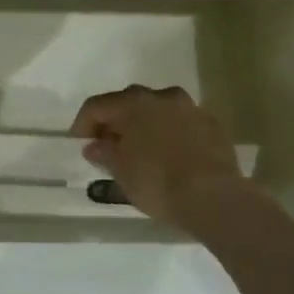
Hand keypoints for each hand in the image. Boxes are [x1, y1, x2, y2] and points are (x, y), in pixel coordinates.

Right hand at [69, 85, 248, 228]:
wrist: (214, 197)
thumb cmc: (158, 182)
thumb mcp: (121, 172)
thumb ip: (104, 153)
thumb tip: (95, 145)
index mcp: (134, 103)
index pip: (97, 105)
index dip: (83, 123)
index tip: (78, 142)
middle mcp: (162, 96)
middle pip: (129, 103)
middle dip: (115, 122)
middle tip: (107, 145)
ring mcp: (191, 108)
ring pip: (158, 111)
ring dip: (145, 125)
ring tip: (139, 150)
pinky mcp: (212, 125)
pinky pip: (181, 124)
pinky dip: (169, 134)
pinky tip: (168, 155)